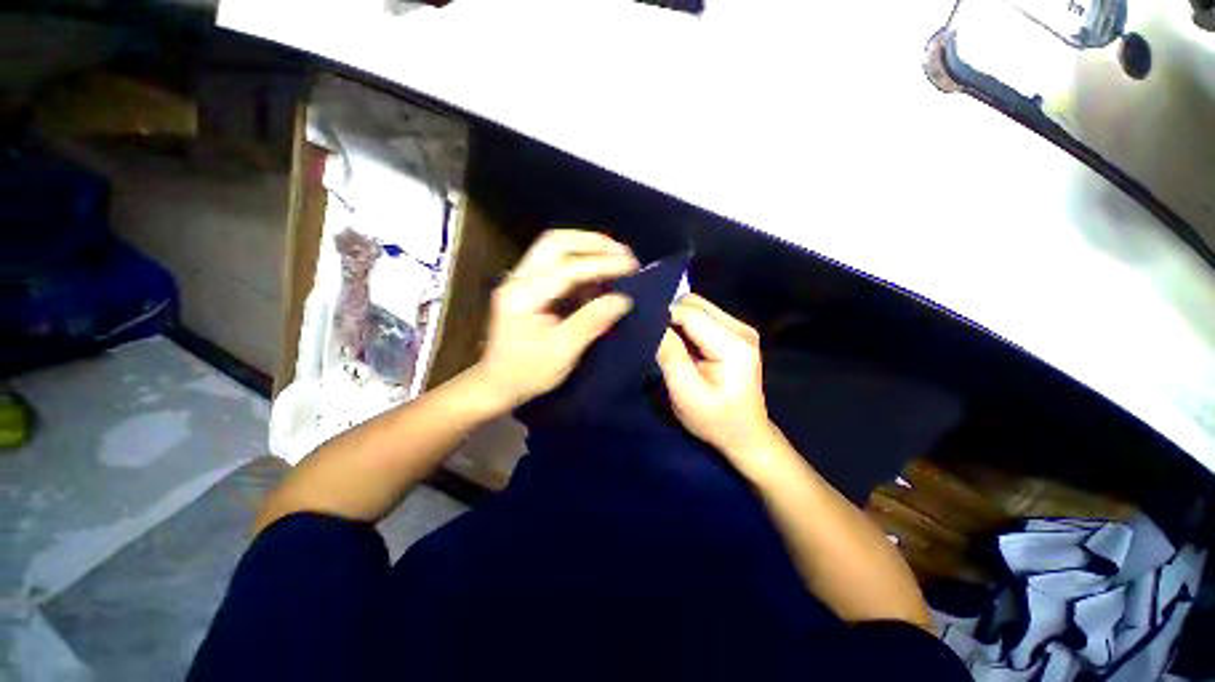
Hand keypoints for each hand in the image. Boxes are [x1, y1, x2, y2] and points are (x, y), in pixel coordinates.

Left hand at [471, 229, 636, 411]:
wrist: (497, 384)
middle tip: (624, 254)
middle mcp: (519, 279)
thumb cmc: (527, 374)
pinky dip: (583, 265)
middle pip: (556, 242)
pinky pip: (559, 265)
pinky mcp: (530, 287)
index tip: (631, 266)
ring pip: (556, 248)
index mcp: (523, 296)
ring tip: (618, 260)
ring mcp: (522, 280)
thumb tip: (623, 299)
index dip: (602, 264)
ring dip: (589, 249)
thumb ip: (591, 322)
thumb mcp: (562, 352)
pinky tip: (601, 276)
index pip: (567, 268)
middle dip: (593, 243)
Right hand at [657, 294, 780, 463]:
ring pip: (698, 306)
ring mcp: (741, 329)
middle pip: (695, 303)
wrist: (746, 435)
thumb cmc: (716, 420)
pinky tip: (681, 344)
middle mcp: (741, 329)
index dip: (662, 317)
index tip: (642, 330)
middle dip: (670, 316)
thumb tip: (652, 324)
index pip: (690, 313)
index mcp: (734, 345)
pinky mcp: (736, 333)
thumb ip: (670, 356)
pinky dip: (686, 325)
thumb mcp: (686, 395)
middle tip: (655, 339)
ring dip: (677, 320)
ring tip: (667, 343)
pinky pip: (703, 316)